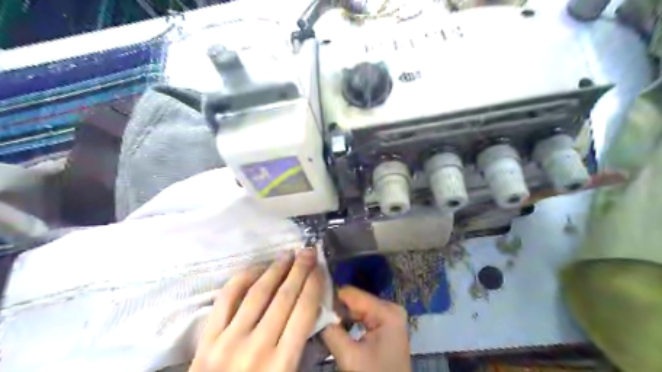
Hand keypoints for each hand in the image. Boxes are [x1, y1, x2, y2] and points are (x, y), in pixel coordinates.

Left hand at [188, 249, 323, 371]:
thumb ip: (300, 349)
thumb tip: (311, 311)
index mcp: (281, 364)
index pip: (304, 312)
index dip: (314, 285)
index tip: (320, 269)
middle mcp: (257, 347)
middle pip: (284, 297)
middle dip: (300, 270)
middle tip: (308, 252)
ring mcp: (228, 340)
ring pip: (258, 293)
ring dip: (276, 269)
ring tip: (288, 254)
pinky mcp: (206, 339)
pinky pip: (227, 298)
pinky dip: (243, 278)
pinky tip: (257, 269)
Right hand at [320, 286, 409, 371]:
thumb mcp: (349, 356)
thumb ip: (331, 331)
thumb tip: (315, 311)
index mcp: (386, 311)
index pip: (351, 294)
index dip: (330, 298)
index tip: (312, 306)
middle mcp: (390, 308)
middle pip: (355, 301)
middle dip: (336, 310)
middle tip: (317, 318)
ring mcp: (390, 317)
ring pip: (357, 309)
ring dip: (341, 317)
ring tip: (325, 325)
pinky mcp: (386, 326)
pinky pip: (363, 317)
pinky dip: (349, 323)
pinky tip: (338, 330)